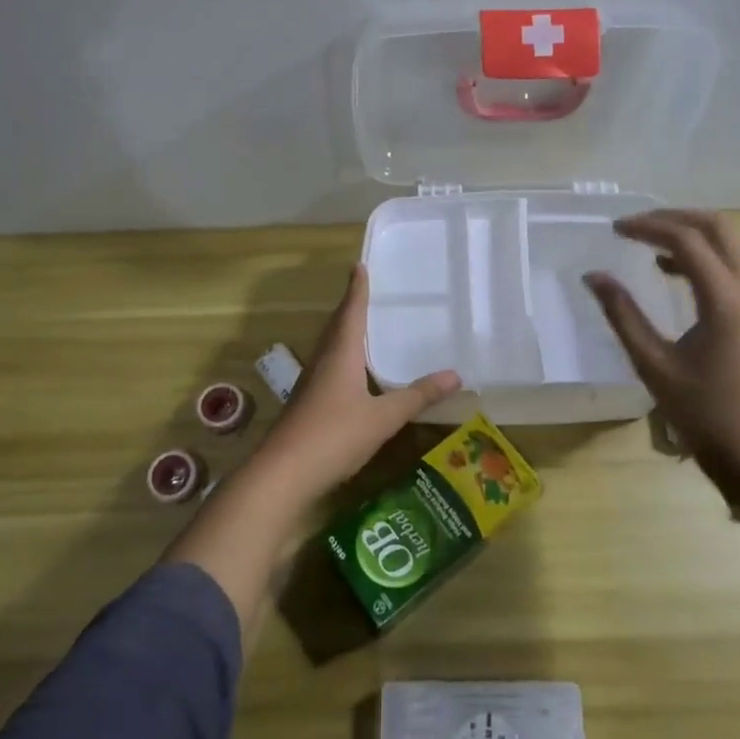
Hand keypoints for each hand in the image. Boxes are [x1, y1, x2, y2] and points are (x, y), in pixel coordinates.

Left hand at [253, 265, 460, 499]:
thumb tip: (455, 375)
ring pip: (329, 347)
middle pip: (337, 326)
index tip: (358, 265)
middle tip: (364, 290)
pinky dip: (341, 357)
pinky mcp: (306, 403)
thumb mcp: (383, 418)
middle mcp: (323, 361)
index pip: (351, 312)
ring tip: (361, 325)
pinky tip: (350, 372)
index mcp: (341, 354)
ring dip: (343, 331)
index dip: (357, 289)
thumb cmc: (334, 435)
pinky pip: (327, 367)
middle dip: (350, 307)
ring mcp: (310, 383)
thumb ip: (417, 396)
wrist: (283, 473)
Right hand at [583, 210, 739, 489]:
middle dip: (675, 217)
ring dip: (690, 233)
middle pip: (718, 227)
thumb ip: (622, 314)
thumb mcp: (652, 363)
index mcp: (725, 301)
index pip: (686, 240)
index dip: (648, 227)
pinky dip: (702, 256)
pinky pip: (732, 266)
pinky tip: (671, 271)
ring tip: (647, 241)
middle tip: (636, 225)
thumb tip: (594, 276)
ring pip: (729, 243)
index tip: (614, 230)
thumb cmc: (702, 413)